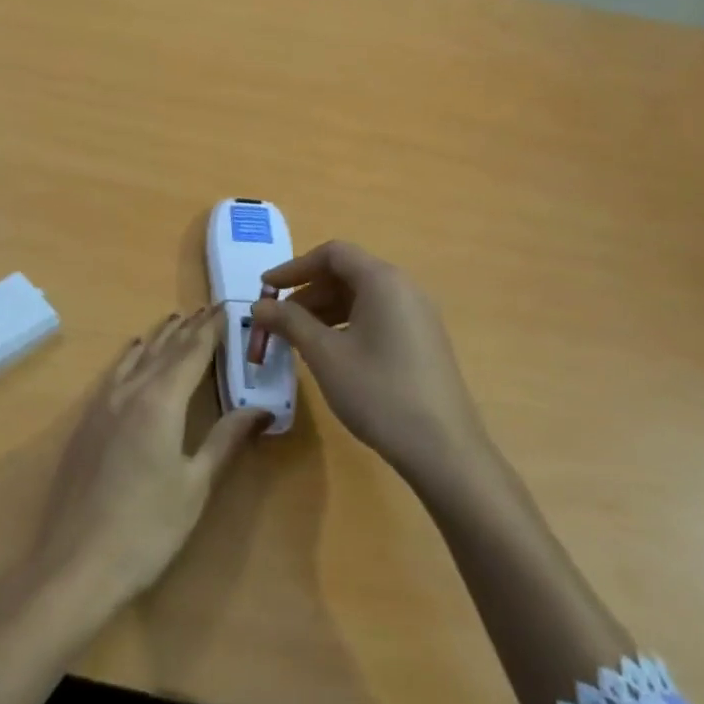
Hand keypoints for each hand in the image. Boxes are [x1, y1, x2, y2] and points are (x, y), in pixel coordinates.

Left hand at [27, 309, 265, 609]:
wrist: (76, 563)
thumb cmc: (147, 528)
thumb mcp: (196, 485)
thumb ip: (226, 440)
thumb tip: (262, 408)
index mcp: (160, 401)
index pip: (192, 352)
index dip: (211, 329)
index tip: (226, 307)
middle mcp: (130, 391)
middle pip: (163, 348)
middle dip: (187, 328)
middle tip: (207, 308)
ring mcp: (103, 404)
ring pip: (136, 356)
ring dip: (159, 336)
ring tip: (176, 319)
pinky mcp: (87, 421)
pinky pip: (116, 372)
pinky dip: (132, 356)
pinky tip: (134, 353)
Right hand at [253, 241, 488, 481]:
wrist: (443, 449)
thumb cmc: (378, 392)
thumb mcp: (325, 354)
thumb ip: (290, 322)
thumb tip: (260, 305)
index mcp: (382, 280)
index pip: (332, 253)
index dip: (294, 267)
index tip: (265, 289)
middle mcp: (404, 288)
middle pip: (347, 273)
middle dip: (307, 292)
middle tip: (277, 320)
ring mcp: (418, 315)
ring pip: (362, 297)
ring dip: (324, 310)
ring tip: (298, 339)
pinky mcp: (423, 341)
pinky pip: (377, 317)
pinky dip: (347, 324)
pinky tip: (331, 353)